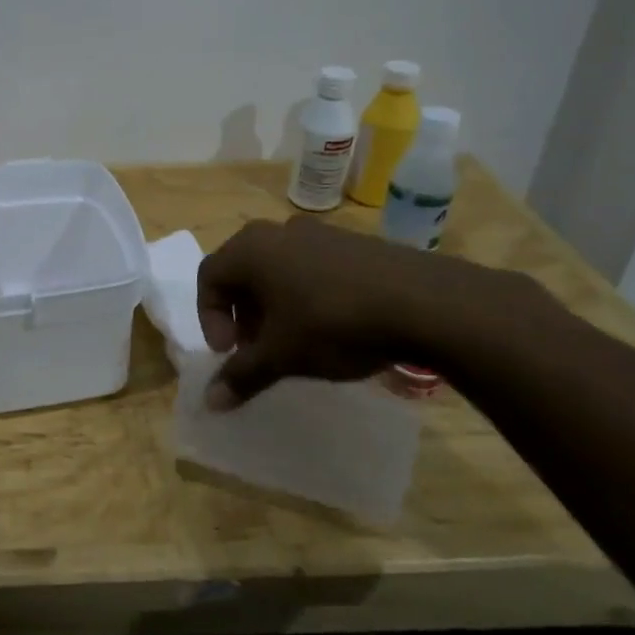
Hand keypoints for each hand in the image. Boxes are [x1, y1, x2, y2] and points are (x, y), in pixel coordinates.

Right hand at [195, 216, 506, 408]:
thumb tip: (210, 402)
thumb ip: (242, 375)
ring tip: (294, 341)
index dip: (209, 318)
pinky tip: (331, 326)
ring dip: (274, 306)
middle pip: (242, 272)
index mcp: (250, 249)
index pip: (209, 277)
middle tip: (257, 349)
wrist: (425, 302)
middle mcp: (278, 232)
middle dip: (242, 314)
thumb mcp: (282, 356)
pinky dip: (305, 295)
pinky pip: (311, 267)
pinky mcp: (354, 243)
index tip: (230, 352)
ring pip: (278, 270)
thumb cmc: (333, 323)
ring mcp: (319, 233)